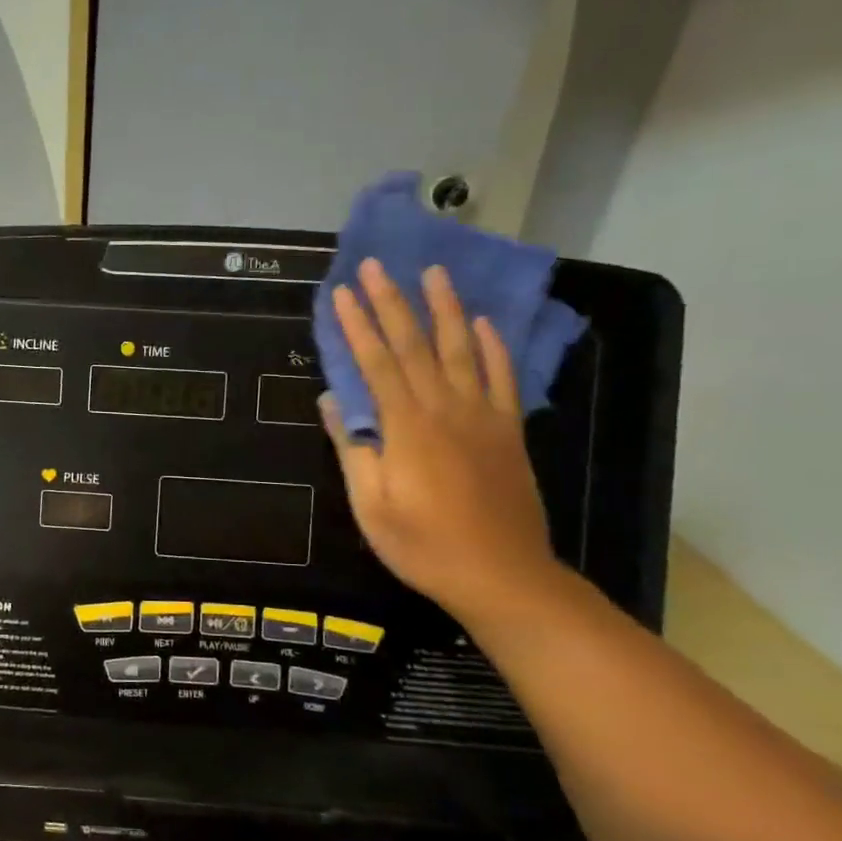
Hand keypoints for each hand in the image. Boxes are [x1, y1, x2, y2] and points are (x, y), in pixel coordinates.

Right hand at [323, 261, 559, 623]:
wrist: (501, 575)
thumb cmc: (423, 545)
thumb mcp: (371, 505)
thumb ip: (353, 448)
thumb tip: (332, 400)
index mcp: (407, 426)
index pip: (377, 362)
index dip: (357, 325)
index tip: (340, 292)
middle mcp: (446, 408)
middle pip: (416, 344)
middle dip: (393, 301)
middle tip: (377, 264)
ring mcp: (483, 416)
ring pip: (463, 349)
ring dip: (446, 308)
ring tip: (435, 272)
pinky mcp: (508, 431)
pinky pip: (502, 378)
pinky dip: (495, 347)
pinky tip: (485, 323)